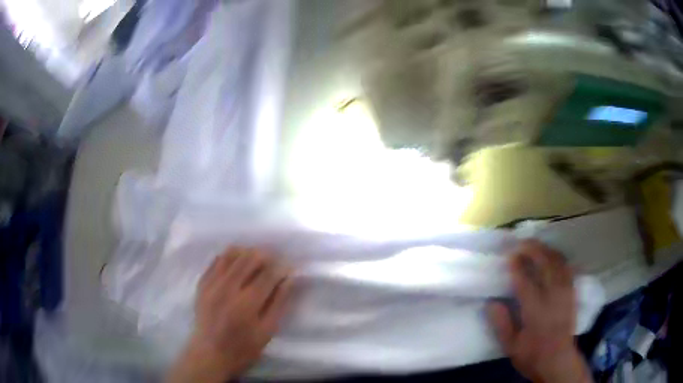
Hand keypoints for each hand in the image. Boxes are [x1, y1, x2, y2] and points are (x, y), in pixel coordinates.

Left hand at [167, 248, 293, 382]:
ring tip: (256, 259)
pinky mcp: (202, 284)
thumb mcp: (267, 332)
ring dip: (247, 252)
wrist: (209, 353)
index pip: (268, 274)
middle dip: (266, 255)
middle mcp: (227, 288)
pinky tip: (237, 262)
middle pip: (249, 258)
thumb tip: (290, 280)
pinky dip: (229, 257)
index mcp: (246, 303)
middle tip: (274, 261)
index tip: (289, 267)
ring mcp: (212, 283)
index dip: (282, 267)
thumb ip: (279, 304)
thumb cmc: (243, 348)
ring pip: (231, 254)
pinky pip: (216, 260)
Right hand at [487, 240, 592, 382]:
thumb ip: (501, 324)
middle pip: (546, 265)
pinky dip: (559, 259)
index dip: (517, 266)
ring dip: (547, 251)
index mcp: (535, 312)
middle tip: (522, 242)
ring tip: (536, 245)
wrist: (558, 361)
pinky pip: (568, 269)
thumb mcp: (510, 346)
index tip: (509, 255)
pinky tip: (553, 256)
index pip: (526, 282)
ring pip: (559, 264)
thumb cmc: (532, 355)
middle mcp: (553, 298)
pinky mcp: (572, 294)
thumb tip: (491, 302)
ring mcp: (566, 294)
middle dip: (534, 250)